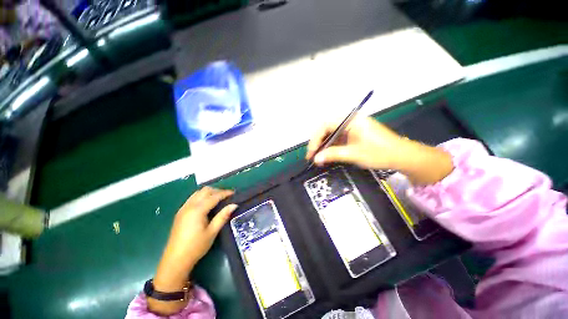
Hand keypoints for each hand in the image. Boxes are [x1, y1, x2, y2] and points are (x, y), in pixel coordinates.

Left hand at [148, 187, 236, 314]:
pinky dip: (203, 197)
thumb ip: (223, 216)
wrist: (173, 263)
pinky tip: (208, 204)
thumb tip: (234, 205)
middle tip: (229, 196)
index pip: (215, 195)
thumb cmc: (194, 248)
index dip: (226, 193)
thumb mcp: (211, 232)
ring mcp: (182, 209)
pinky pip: (193, 199)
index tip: (235, 193)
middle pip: (205, 191)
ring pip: (198, 194)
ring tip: (220, 198)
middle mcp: (188, 206)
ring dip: (210, 193)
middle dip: (218, 190)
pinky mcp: (180, 214)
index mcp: (197, 210)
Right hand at [306, 116, 407, 169]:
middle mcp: (349, 120)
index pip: (325, 125)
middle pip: (326, 128)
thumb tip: (315, 159)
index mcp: (350, 120)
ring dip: (324, 145)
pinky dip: (331, 146)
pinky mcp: (354, 133)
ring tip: (318, 157)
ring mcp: (352, 126)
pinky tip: (328, 154)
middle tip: (312, 155)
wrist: (401, 156)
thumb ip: (333, 155)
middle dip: (318, 142)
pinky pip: (338, 137)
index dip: (315, 139)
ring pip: (331, 133)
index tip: (311, 153)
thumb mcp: (353, 154)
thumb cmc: (379, 153)